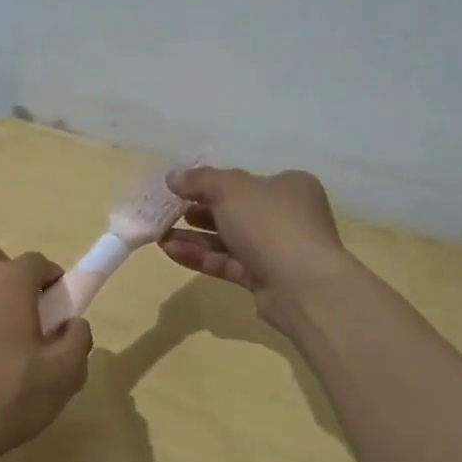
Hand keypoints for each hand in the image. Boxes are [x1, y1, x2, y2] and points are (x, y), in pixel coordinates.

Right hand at [159, 166, 353, 321]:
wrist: (301, 285)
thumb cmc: (270, 223)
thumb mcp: (231, 189)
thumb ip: (199, 180)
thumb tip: (173, 176)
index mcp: (289, 187)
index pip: (246, 181)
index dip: (212, 182)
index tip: (181, 187)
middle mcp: (287, 216)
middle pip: (236, 209)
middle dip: (199, 210)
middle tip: (168, 211)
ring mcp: (277, 250)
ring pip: (229, 239)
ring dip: (194, 236)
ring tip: (159, 234)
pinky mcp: (265, 279)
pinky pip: (228, 262)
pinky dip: (201, 256)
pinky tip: (170, 252)